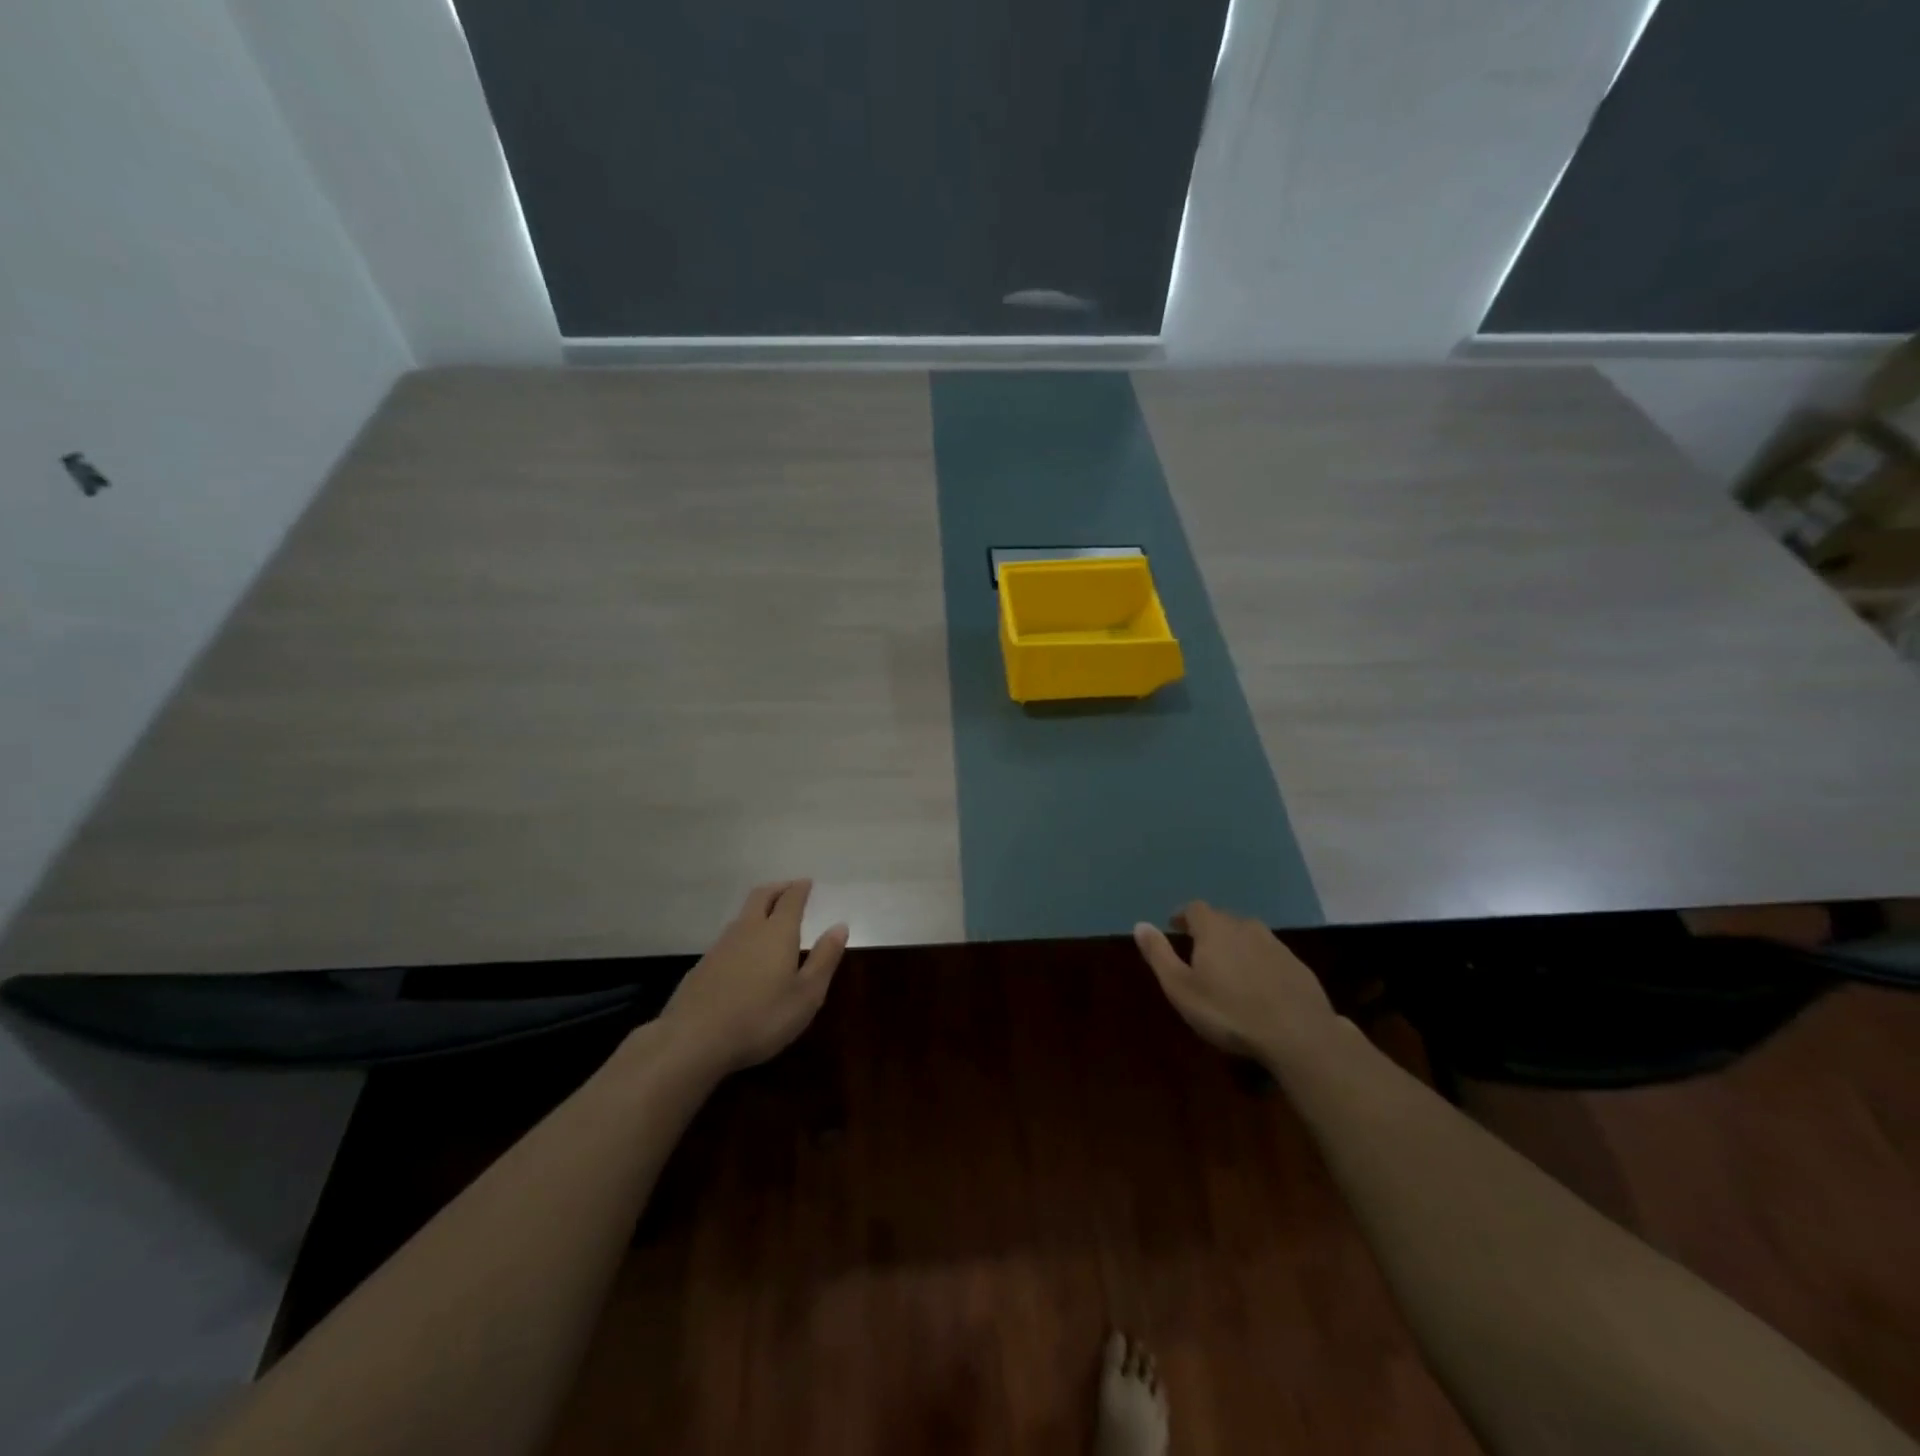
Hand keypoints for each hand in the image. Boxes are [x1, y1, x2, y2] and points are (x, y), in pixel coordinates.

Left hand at [658, 881, 848, 1075]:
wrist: (693, 1039)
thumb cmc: (761, 1017)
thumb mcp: (806, 995)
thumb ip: (824, 958)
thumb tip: (840, 927)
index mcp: (777, 932)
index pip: (791, 898)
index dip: (800, 888)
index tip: (807, 883)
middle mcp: (748, 929)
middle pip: (762, 896)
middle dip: (778, 889)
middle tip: (789, 889)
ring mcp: (721, 945)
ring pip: (743, 915)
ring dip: (759, 909)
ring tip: (770, 918)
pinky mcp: (703, 965)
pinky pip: (729, 937)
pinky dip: (743, 933)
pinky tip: (745, 954)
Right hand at [1133, 901, 1337, 1065]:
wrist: (1299, 1035)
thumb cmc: (1229, 1011)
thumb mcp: (1181, 988)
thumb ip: (1159, 955)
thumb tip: (1140, 925)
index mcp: (1215, 929)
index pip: (1195, 909)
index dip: (1183, 916)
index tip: (1175, 927)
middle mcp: (1246, 927)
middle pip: (1223, 919)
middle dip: (1209, 931)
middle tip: (1199, 951)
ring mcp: (1276, 946)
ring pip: (1249, 936)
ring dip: (1237, 946)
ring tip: (1229, 969)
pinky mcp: (1298, 967)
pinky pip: (1271, 956)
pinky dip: (1260, 963)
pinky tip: (1259, 987)